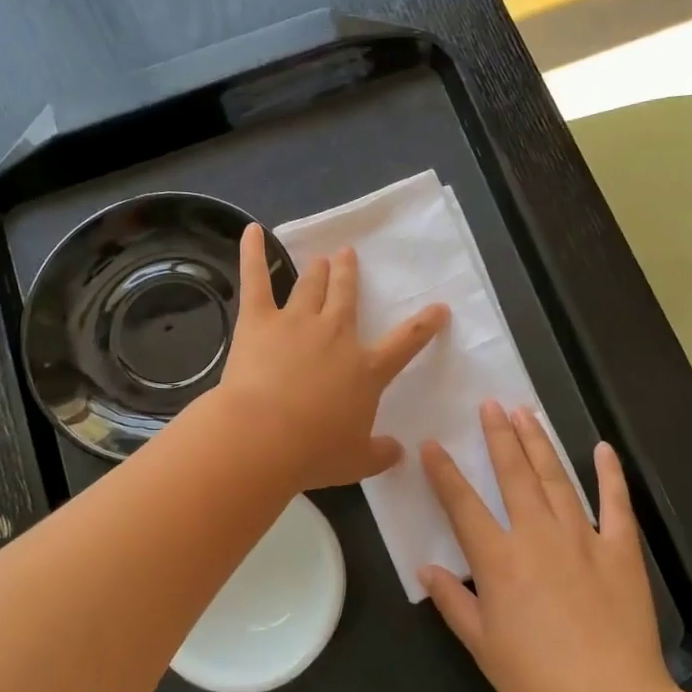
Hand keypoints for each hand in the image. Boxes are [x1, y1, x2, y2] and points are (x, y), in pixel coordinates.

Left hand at [219, 224, 448, 489]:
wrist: (264, 438)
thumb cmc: (313, 452)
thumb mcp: (356, 461)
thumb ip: (380, 454)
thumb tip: (399, 452)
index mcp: (366, 368)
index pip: (406, 342)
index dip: (425, 325)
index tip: (439, 308)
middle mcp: (336, 335)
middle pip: (347, 296)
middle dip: (349, 274)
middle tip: (347, 256)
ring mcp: (298, 322)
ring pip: (311, 286)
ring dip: (317, 270)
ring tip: (320, 258)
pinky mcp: (259, 320)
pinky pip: (256, 279)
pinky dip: (252, 253)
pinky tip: (252, 231)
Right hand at [420, 402, 671, 691]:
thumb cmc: (538, 679)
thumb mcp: (483, 646)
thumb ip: (453, 602)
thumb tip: (426, 569)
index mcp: (499, 560)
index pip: (463, 505)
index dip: (444, 472)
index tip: (432, 444)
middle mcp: (537, 535)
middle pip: (514, 474)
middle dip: (499, 436)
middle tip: (490, 404)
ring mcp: (582, 537)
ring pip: (556, 478)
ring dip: (539, 443)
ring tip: (526, 413)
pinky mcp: (620, 548)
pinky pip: (615, 503)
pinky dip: (609, 474)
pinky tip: (602, 449)